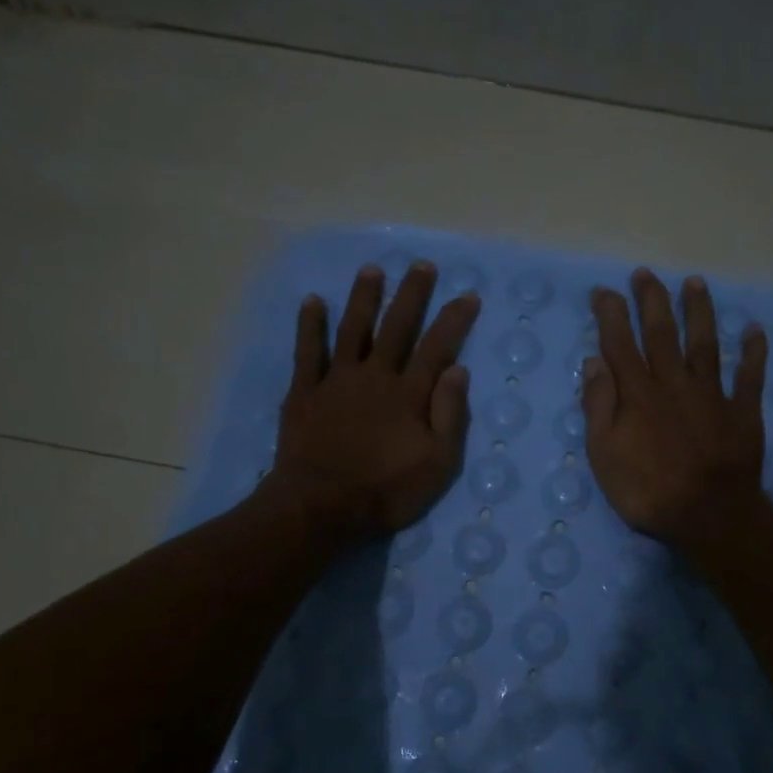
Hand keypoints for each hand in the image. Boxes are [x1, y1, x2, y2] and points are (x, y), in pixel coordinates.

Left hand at [268, 260, 480, 540]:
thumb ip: (449, 414)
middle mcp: (375, 376)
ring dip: (364, 298)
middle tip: (422, 266)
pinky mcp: (304, 392)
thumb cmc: (386, 491)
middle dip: (412, 295)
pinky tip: (313, 302)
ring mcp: (336, 381)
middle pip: (397, 327)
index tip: (468, 295)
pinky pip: (307, 351)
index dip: (454, 320)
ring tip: (372, 270)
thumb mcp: (437, 463)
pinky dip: (310, 325)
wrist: (321, 506)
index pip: (437, 347)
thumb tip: (457, 369)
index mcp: (409, 394)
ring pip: (353, 329)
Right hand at [582, 269, 769, 554]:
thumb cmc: (648, 491)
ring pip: (705, 343)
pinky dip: (753, 352)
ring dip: (699, 311)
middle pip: (661, 332)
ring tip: (695, 283)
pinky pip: (750, 376)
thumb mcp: (604, 454)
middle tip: (645, 274)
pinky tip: (754, 330)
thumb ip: (598, 406)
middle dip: (651, 300)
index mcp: (638, 394)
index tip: (604, 291)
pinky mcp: (742, 411)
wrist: (709, 516)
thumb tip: (594, 361)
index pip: (620, 343)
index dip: (610, 314)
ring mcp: (712, 394)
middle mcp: (674, 383)